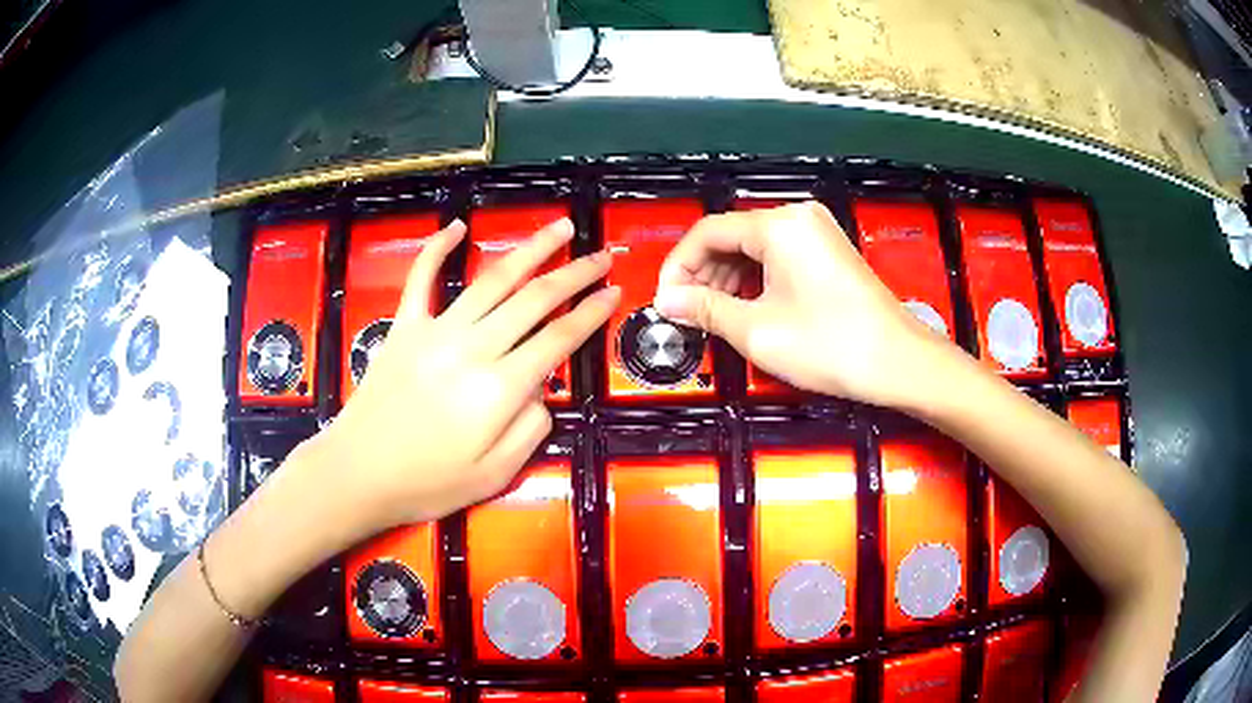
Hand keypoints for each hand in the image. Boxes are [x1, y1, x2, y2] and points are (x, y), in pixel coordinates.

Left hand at [310, 218, 619, 532]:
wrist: (357, 474)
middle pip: (534, 299)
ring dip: (531, 249)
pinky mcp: (404, 327)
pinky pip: (422, 278)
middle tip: (602, 255)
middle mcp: (473, 348)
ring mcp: (435, 331)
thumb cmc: (427, 484)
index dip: (591, 313)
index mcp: (499, 389)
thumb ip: (530, 429)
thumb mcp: (495, 476)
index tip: (614, 292)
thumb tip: (541, 389)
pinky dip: (439, 248)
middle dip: (575, 273)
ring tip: (561, 228)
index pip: (558, 339)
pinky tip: (458, 226)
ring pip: (492, 279)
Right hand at [652, 201, 948, 407]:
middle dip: (702, 273)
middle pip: (731, 236)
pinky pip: (779, 255)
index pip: (708, 232)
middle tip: (687, 312)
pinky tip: (746, 306)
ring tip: (713, 315)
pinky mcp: (829, 250)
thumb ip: (705, 310)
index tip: (665, 300)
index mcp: (778, 226)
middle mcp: (797, 217)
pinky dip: (755, 278)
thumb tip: (667, 301)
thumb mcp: (757, 331)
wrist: (899, 362)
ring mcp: (817, 232)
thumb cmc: (830, 345)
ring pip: (754, 246)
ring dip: (727, 278)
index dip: (678, 266)